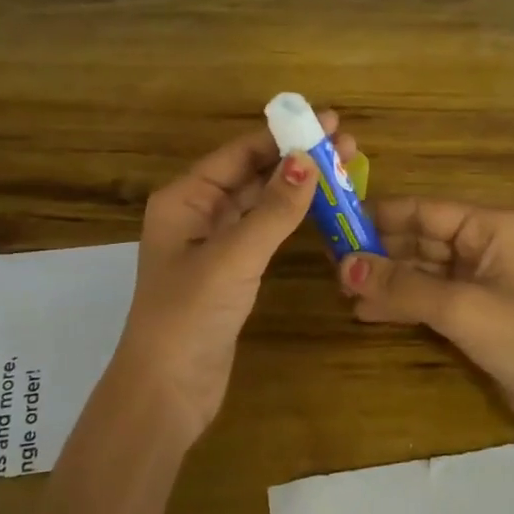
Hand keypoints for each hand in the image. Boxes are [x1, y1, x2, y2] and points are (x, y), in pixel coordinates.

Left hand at [114, 114, 354, 446]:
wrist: (167, 391)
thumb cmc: (189, 315)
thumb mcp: (233, 257)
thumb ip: (272, 210)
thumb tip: (308, 160)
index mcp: (184, 199)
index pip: (239, 153)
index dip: (283, 135)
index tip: (328, 121)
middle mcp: (197, 214)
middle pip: (251, 173)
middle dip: (297, 157)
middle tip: (347, 142)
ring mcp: (214, 244)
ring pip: (260, 202)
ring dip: (297, 185)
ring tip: (344, 167)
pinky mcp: (230, 272)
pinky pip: (264, 231)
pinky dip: (291, 217)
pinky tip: (319, 207)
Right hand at [338, 199, 513, 482]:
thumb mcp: (461, 307)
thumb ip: (401, 286)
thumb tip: (343, 267)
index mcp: (490, 227)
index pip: (423, 210)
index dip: (379, 216)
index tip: (335, 226)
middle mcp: (483, 246)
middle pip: (419, 238)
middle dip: (378, 252)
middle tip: (331, 267)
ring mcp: (479, 281)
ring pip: (420, 270)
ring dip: (385, 280)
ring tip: (342, 292)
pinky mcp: (474, 314)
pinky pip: (428, 298)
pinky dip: (400, 303)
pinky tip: (366, 312)